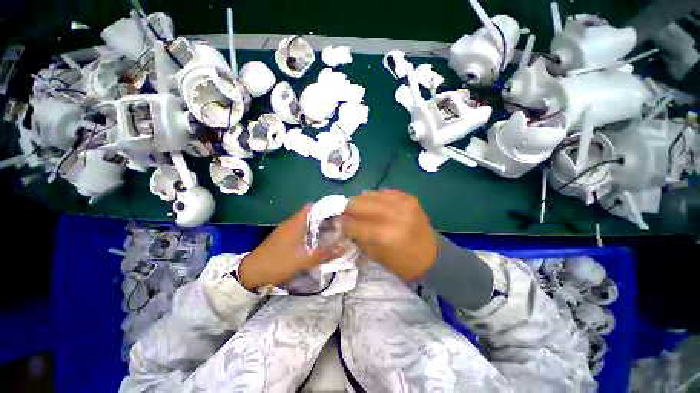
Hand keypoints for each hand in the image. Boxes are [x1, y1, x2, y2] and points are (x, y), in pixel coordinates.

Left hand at [238, 205, 340, 290]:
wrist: (252, 272)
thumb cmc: (279, 262)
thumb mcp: (304, 260)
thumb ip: (325, 254)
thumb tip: (344, 248)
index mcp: (297, 222)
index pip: (314, 206)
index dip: (327, 207)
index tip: (340, 213)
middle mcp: (292, 222)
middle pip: (312, 213)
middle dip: (326, 218)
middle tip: (339, 225)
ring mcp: (287, 229)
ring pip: (307, 222)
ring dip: (318, 226)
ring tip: (332, 232)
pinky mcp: (284, 236)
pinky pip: (301, 229)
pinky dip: (311, 232)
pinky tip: (317, 241)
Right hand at [342, 190, 437, 280]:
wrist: (431, 256)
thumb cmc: (402, 263)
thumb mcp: (376, 255)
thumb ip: (359, 237)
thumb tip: (346, 223)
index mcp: (385, 235)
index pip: (356, 225)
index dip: (344, 223)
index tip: (337, 221)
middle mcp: (394, 216)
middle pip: (362, 205)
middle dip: (348, 208)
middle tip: (343, 211)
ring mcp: (403, 204)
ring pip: (372, 195)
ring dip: (360, 200)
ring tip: (355, 205)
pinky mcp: (409, 198)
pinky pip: (385, 192)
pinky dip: (375, 196)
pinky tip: (371, 201)